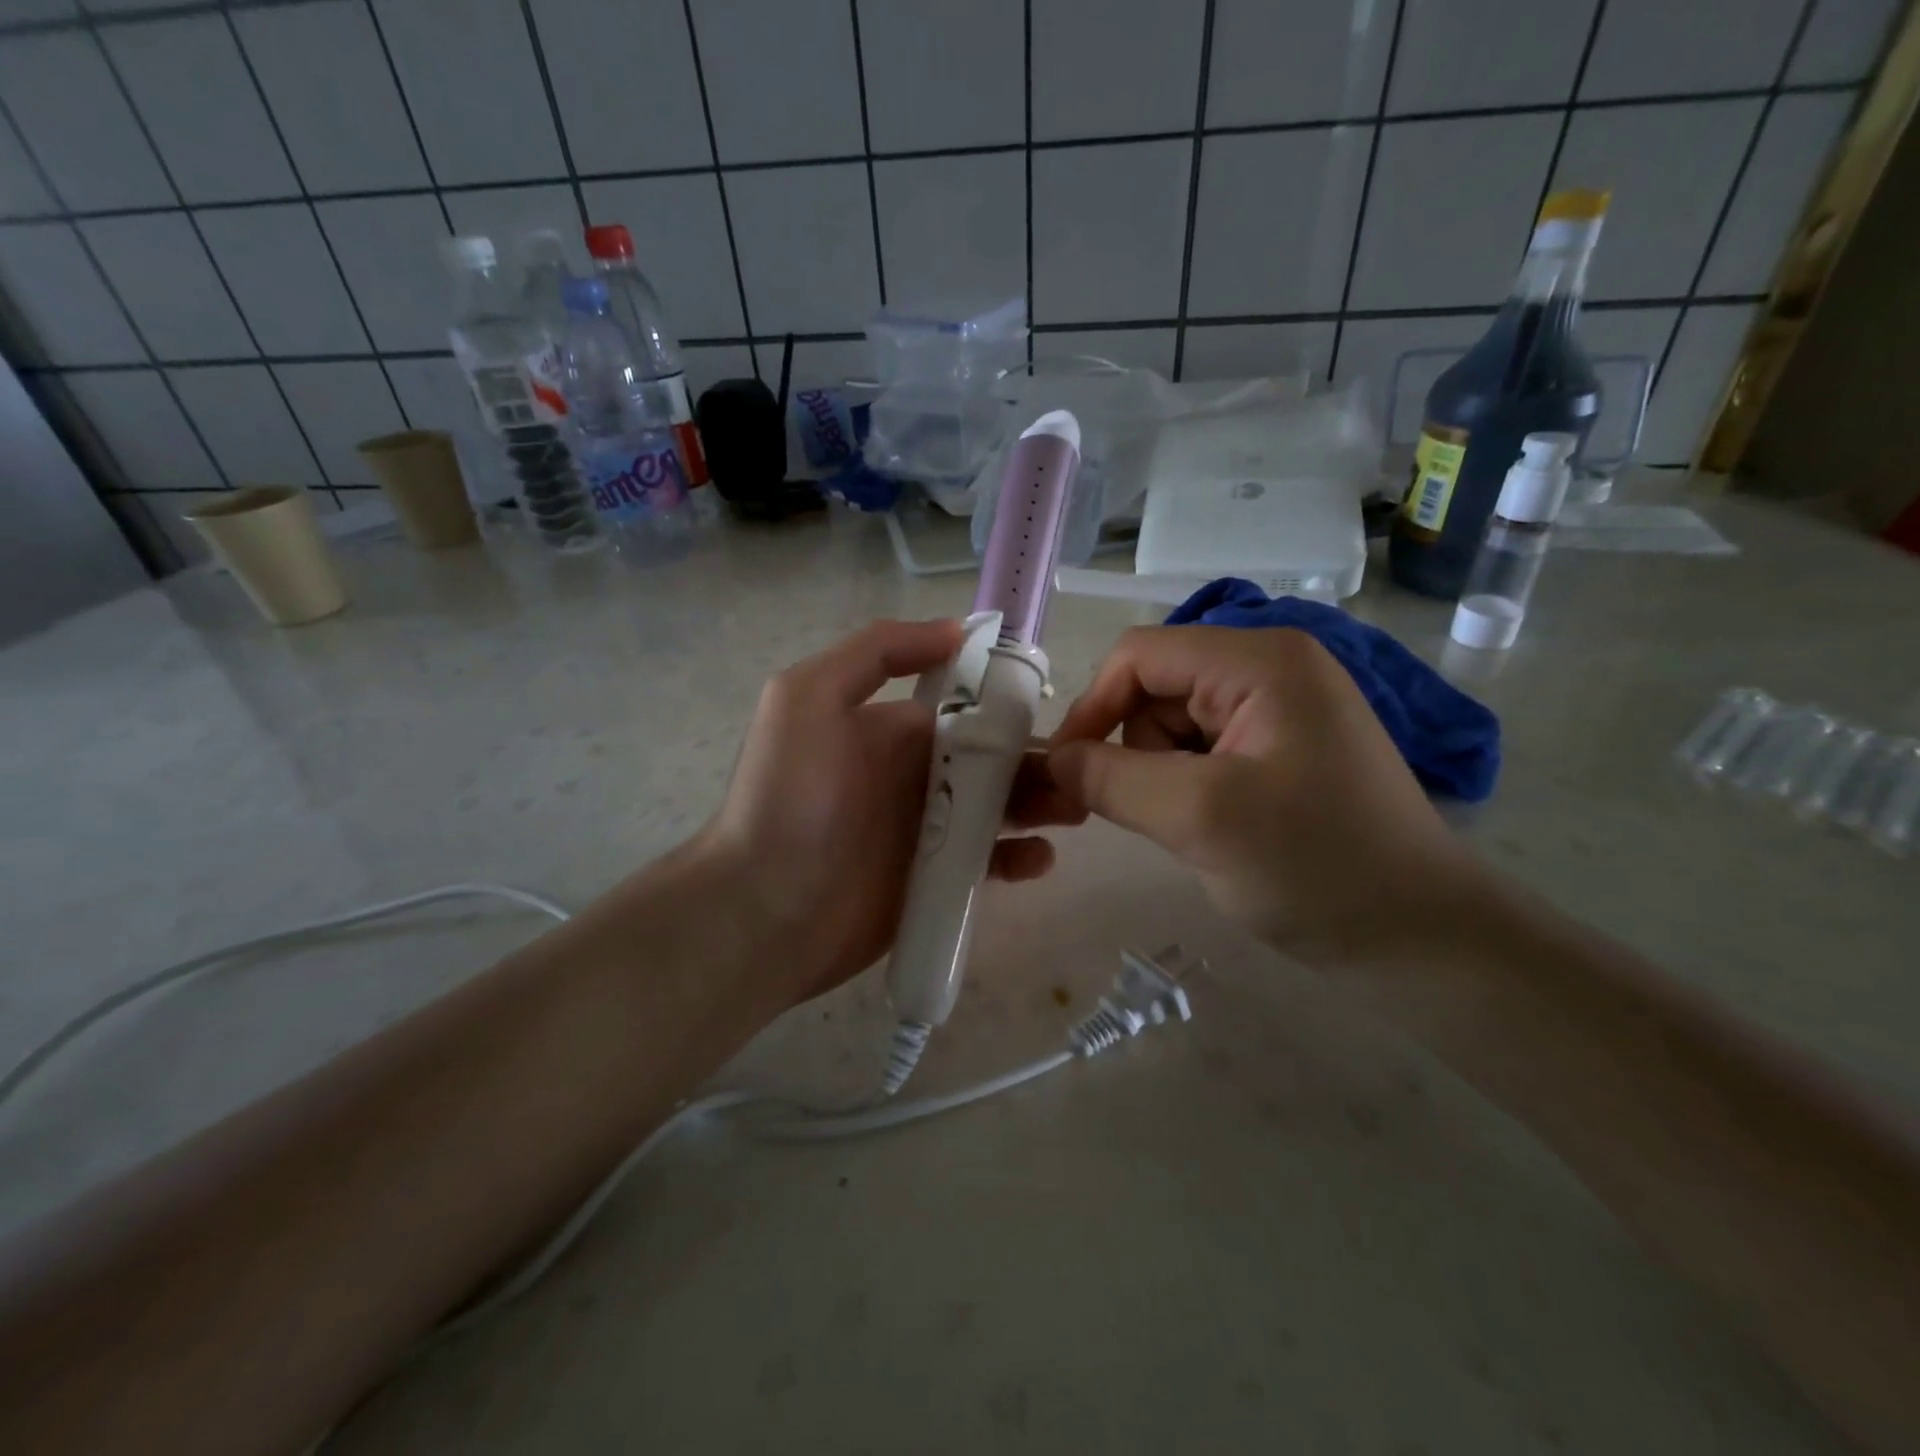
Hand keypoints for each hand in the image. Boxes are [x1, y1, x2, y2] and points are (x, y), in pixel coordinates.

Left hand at [697, 619, 1056, 1008]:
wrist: (762, 909)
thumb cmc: (789, 798)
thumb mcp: (808, 697)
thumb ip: (876, 652)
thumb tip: (956, 630)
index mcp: (893, 730)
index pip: (967, 707)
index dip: (1010, 704)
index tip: (1053, 707)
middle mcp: (915, 775)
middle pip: (994, 760)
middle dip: (1038, 760)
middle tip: (1082, 772)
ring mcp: (928, 832)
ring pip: (1001, 809)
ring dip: (1042, 804)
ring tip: (1074, 809)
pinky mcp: (936, 882)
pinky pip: (990, 862)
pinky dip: (1019, 857)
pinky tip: (1039, 859)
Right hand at [1041, 626, 1486, 963]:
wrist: (1420, 938)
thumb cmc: (1317, 867)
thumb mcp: (1201, 819)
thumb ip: (1112, 780)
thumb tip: (1051, 759)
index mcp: (1260, 660)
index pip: (1139, 655)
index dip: (1092, 707)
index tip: (1067, 772)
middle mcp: (1271, 667)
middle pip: (1156, 689)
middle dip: (1138, 750)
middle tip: (1162, 814)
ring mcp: (1281, 707)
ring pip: (1174, 725)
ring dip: (1164, 776)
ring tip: (1201, 827)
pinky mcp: (1283, 747)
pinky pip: (1203, 751)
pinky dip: (1189, 787)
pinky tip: (1222, 828)